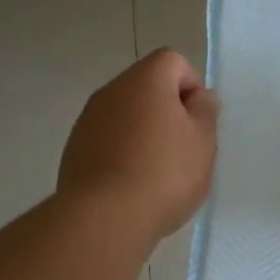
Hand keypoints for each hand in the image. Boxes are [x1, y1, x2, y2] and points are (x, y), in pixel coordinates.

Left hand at [59, 48, 218, 241]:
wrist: (104, 218)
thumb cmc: (164, 175)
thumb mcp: (203, 143)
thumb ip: (205, 112)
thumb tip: (200, 96)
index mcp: (145, 80)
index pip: (173, 61)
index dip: (192, 87)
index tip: (198, 123)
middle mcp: (111, 90)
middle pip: (147, 87)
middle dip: (167, 111)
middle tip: (182, 149)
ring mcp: (87, 120)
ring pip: (125, 115)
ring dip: (142, 133)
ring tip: (156, 173)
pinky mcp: (74, 149)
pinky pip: (106, 139)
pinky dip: (121, 152)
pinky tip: (131, 185)